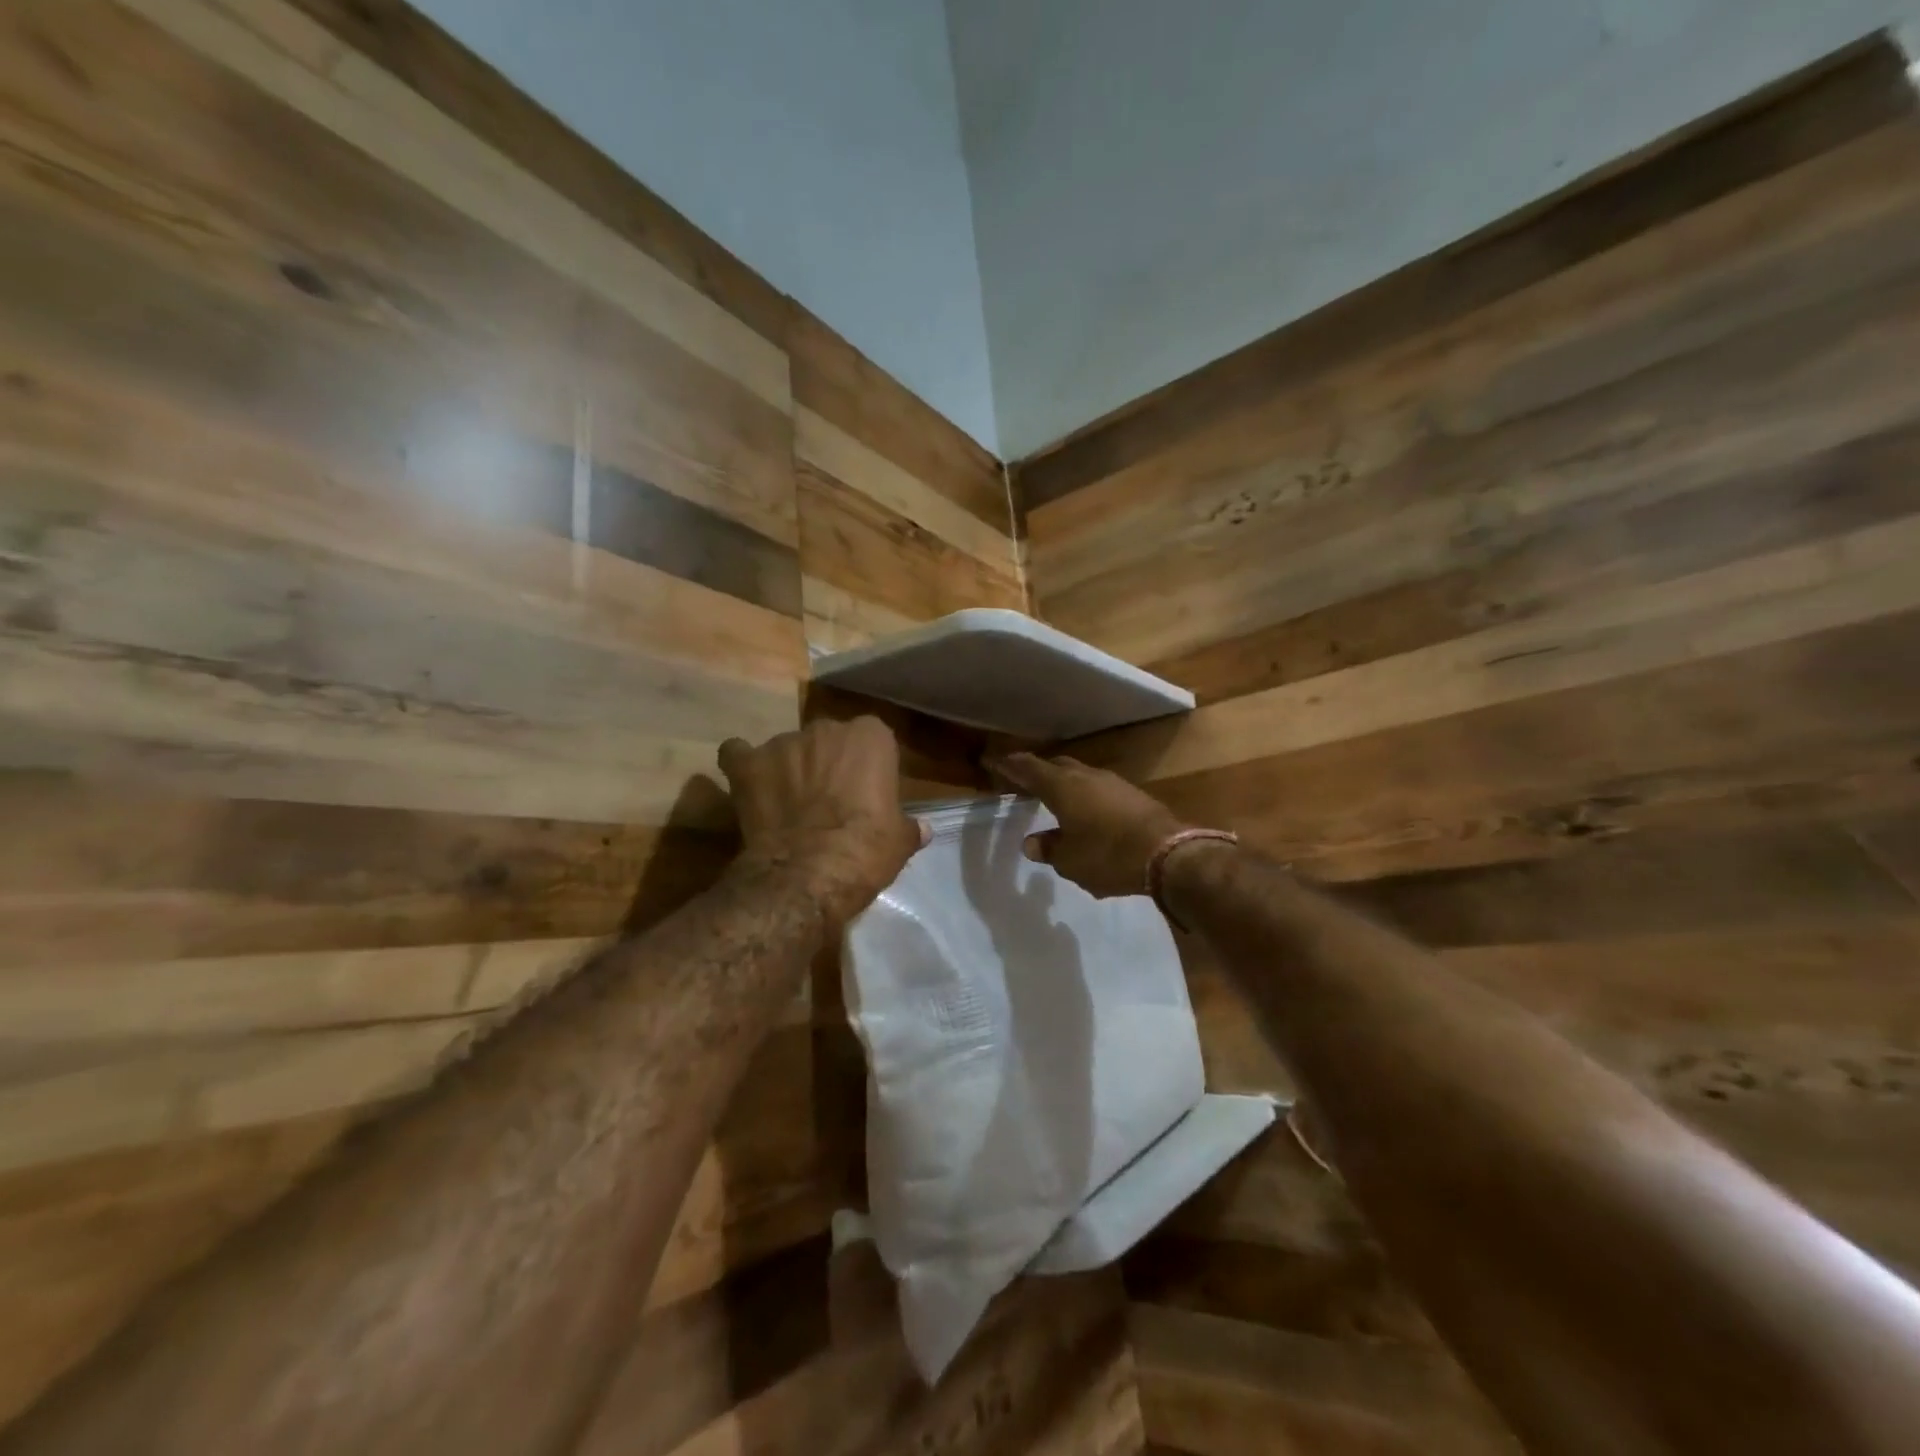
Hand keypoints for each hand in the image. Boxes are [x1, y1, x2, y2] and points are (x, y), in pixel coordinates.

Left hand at [718, 717, 927, 927]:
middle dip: (827, 764)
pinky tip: (748, 785)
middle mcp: (826, 728)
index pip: (873, 739)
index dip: (867, 767)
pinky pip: (739, 754)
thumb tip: (921, 830)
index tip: (866, 794)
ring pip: (788, 748)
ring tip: (787, 805)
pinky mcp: (747, 764)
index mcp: (871, 737)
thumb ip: (908, 827)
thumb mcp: (899, 842)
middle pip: (828, 740)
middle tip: (828, 801)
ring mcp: (782, 743)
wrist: (807, 874)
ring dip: (789, 769)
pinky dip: (744, 765)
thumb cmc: (865, 851)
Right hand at [989, 752, 1189, 898]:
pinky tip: (1086, 813)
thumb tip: (1032, 843)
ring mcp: (1113, 783)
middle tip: (1023, 781)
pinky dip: (1085, 796)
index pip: (1028, 768)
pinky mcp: (1133, 795)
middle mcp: (1086, 776)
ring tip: (1054, 798)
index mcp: (1063, 787)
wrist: (1169, 854)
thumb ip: (1049, 849)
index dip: (1008, 765)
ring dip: (1064, 783)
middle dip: (1038, 771)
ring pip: (1080, 775)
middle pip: (1055, 766)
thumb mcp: (1070, 861)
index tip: (992, 761)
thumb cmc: (1108, 856)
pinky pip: (1099, 789)